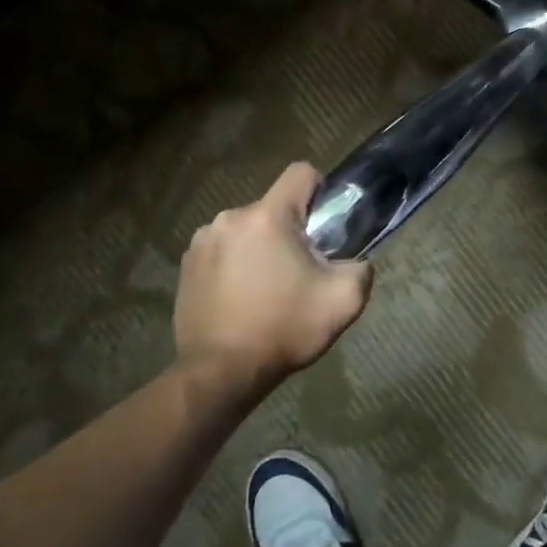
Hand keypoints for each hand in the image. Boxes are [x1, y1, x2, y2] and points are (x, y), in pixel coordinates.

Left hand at [171, 163, 373, 392]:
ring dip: (260, 248)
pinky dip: (234, 265)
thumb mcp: (344, 301)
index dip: (320, 191)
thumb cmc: (283, 329)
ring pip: (247, 230)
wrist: (219, 374)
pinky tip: (240, 299)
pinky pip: (222, 250)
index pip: (301, 172)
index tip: (324, 226)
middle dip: (290, 231)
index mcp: (269, 217)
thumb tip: (357, 261)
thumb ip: (362, 269)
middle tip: (299, 272)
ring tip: (267, 290)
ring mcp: (202, 242)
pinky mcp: (185, 266)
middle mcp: (230, 218)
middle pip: (273, 208)